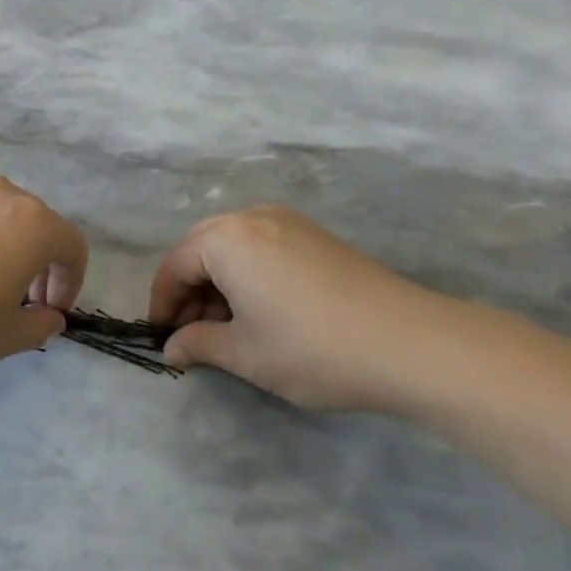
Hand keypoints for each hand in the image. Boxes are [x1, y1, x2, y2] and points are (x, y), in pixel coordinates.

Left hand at [0, 178, 86, 374]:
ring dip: (0, 243)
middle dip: (37, 261)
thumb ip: (40, 326)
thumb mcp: (5, 338)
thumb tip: (49, 316)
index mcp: (33, 224)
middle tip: (18, 299)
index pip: (72, 246)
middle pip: (36, 223)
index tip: (49, 310)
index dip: (70, 281)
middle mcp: (1, 194)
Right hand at [150, 205, 467, 411]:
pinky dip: (249, 274)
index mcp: (225, 238)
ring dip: (220, 282)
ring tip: (228, 327)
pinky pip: (263, 246)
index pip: (175, 266)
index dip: (162, 304)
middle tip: (193, 333)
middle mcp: (252, 217)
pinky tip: (263, 310)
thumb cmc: (311, 347)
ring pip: (234, 246)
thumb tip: (171, 348)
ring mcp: (288, 222)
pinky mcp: (315, 235)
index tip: (162, 339)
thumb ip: (199, 344)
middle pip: (202, 248)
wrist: (409, 343)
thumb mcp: (244, 353)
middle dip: (190, 290)